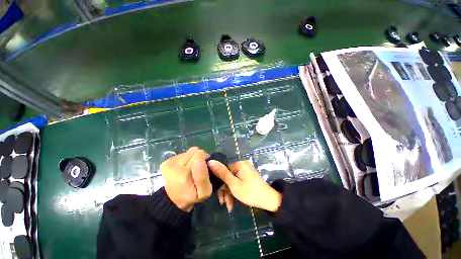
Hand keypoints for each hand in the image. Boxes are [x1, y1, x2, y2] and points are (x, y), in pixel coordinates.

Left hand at [160, 147, 211, 211]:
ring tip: (190, 170)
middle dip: (199, 158)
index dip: (204, 160)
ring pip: (189, 151)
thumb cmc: (191, 196)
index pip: (200, 154)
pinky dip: (185, 160)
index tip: (204, 169)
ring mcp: (169, 163)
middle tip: (197, 170)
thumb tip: (200, 158)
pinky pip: (182, 154)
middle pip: (195, 151)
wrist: (173, 201)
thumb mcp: (204, 192)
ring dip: (192, 158)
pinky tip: (184, 169)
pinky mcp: (166, 162)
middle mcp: (174, 166)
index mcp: (184, 174)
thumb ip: (204, 176)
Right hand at [208, 160, 281, 212]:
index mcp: (239, 164)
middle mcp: (242, 165)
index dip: (220, 184)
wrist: (269, 200)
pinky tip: (233, 203)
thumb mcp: (234, 184)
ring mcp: (245, 170)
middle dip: (225, 191)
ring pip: (232, 181)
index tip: (219, 197)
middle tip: (224, 203)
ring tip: (229, 207)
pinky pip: (238, 181)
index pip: (224, 171)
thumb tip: (210, 161)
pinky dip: (235, 191)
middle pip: (228, 177)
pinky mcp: (247, 176)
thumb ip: (222, 173)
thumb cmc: (250, 193)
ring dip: (230, 193)